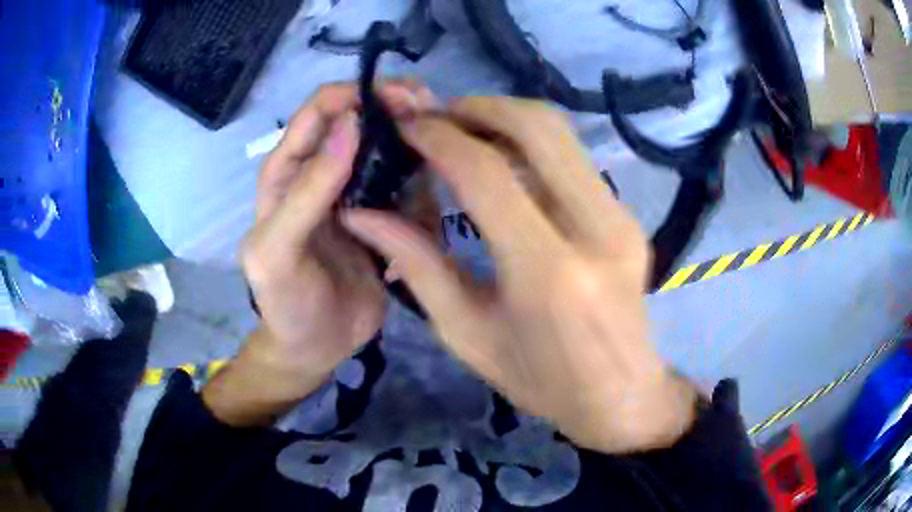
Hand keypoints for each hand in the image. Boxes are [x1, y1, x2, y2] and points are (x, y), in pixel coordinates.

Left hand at [203, 81, 435, 425]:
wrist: (314, 347)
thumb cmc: (287, 303)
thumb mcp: (280, 251)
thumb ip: (307, 191)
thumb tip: (351, 123)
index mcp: (289, 171)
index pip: (320, 109)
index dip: (359, 93)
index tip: (404, 99)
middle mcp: (323, 171)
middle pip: (362, 119)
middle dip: (398, 111)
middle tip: (436, 118)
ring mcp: (356, 193)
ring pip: (390, 149)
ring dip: (417, 148)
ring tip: (443, 164)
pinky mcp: (382, 216)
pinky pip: (408, 187)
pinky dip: (425, 188)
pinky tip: (433, 209)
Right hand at [343, 97, 698, 452]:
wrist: (621, 395)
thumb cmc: (540, 382)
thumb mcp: (468, 334)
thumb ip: (418, 264)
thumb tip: (364, 213)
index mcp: (548, 274)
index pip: (487, 172)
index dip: (439, 138)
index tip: (406, 127)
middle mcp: (595, 230)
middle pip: (537, 127)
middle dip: (478, 107)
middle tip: (436, 119)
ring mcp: (621, 218)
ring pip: (562, 133)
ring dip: (506, 118)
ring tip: (462, 132)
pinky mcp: (629, 216)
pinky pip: (575, 157)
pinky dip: (532, 143)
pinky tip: (503, 159)